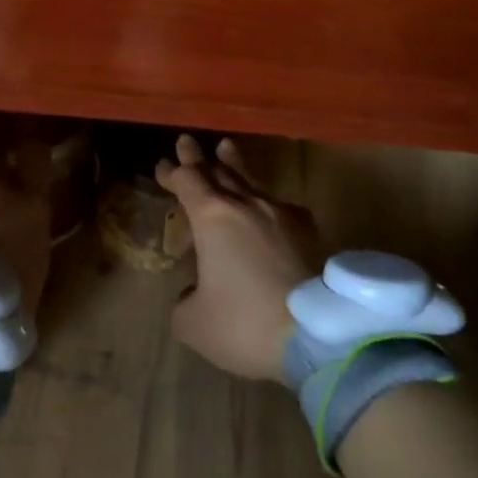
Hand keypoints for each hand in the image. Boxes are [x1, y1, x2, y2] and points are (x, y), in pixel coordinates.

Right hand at [156, 135, 320, 383]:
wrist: (314, 335)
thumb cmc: (243, 322)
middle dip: (198, 159)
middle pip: (218, 171)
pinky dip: (265, 199)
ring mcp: (280, 215)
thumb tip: (194, 294)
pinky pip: (279, 205)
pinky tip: (269, 204)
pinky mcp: (307, 232)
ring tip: (227, 148)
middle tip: (187, 142)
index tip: (162, 166)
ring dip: (234, 164)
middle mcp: (245, 205)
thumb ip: (184, 301)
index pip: (187, 182)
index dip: (172, 173)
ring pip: (250, 180)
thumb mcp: (193, 322)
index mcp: (211, 217)